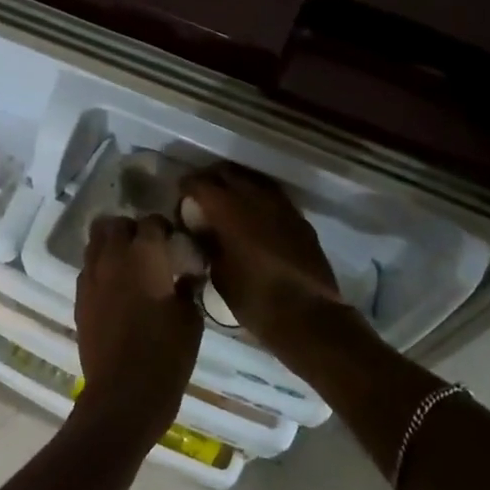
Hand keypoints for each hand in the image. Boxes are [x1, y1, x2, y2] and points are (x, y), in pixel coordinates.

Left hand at [73, 215, 202, 450]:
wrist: (123, 394)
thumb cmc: (166, 354)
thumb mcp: (191, 319)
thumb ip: (187, 288)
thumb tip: (186, 276)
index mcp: (144, 254)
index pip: (151, 222)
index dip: (164, 228)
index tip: (175, 242)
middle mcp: (112, 257)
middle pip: (114, 224)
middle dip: (130, 229)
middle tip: (149, 248)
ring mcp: (90, 278)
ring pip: (94, 243)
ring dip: (111, 246)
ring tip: (130, 266)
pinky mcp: (79, 299)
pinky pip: (88, 270)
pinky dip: (101, 269)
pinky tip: (116, 290)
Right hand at [179, 164, 350, 366]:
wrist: (308, 317)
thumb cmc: (255, 300)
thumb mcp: (219, 274)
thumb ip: (208, 244)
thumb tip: (202, 230)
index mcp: (228, 210)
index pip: (200, 183)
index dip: (186, 188)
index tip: (180, 198)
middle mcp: (255, 198)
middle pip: (227, 173)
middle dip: (211, 179)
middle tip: (201, 197)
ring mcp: (281, 206)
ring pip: (253, 180)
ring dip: (237, 185)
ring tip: (227, 204)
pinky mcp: (299, 219)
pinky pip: (273, 197)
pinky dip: (259, 199)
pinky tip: (254, 217)